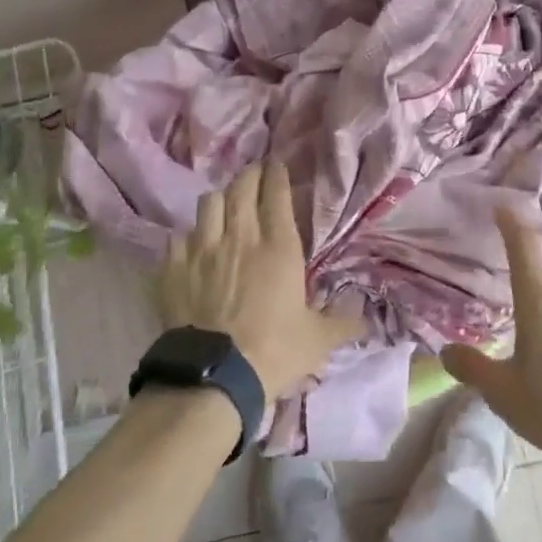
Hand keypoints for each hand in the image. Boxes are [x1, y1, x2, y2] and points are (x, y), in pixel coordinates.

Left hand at [158, 162, 364, 400]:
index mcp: (278, 246)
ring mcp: (203, 249)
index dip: (277, 173)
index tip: (277, 165)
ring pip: (210, 202)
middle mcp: (240, 236)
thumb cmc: (274, 352)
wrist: (215, 377)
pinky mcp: (175, 267)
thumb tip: (367, 319)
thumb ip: (342, 323)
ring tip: (225, 207)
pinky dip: (188, 236)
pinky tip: (193, 246)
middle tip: (254, 176)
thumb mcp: (318, 340)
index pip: (276, 192)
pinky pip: (179, 236)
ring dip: (220, 200)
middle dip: (249, 175)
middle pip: (241, 186)